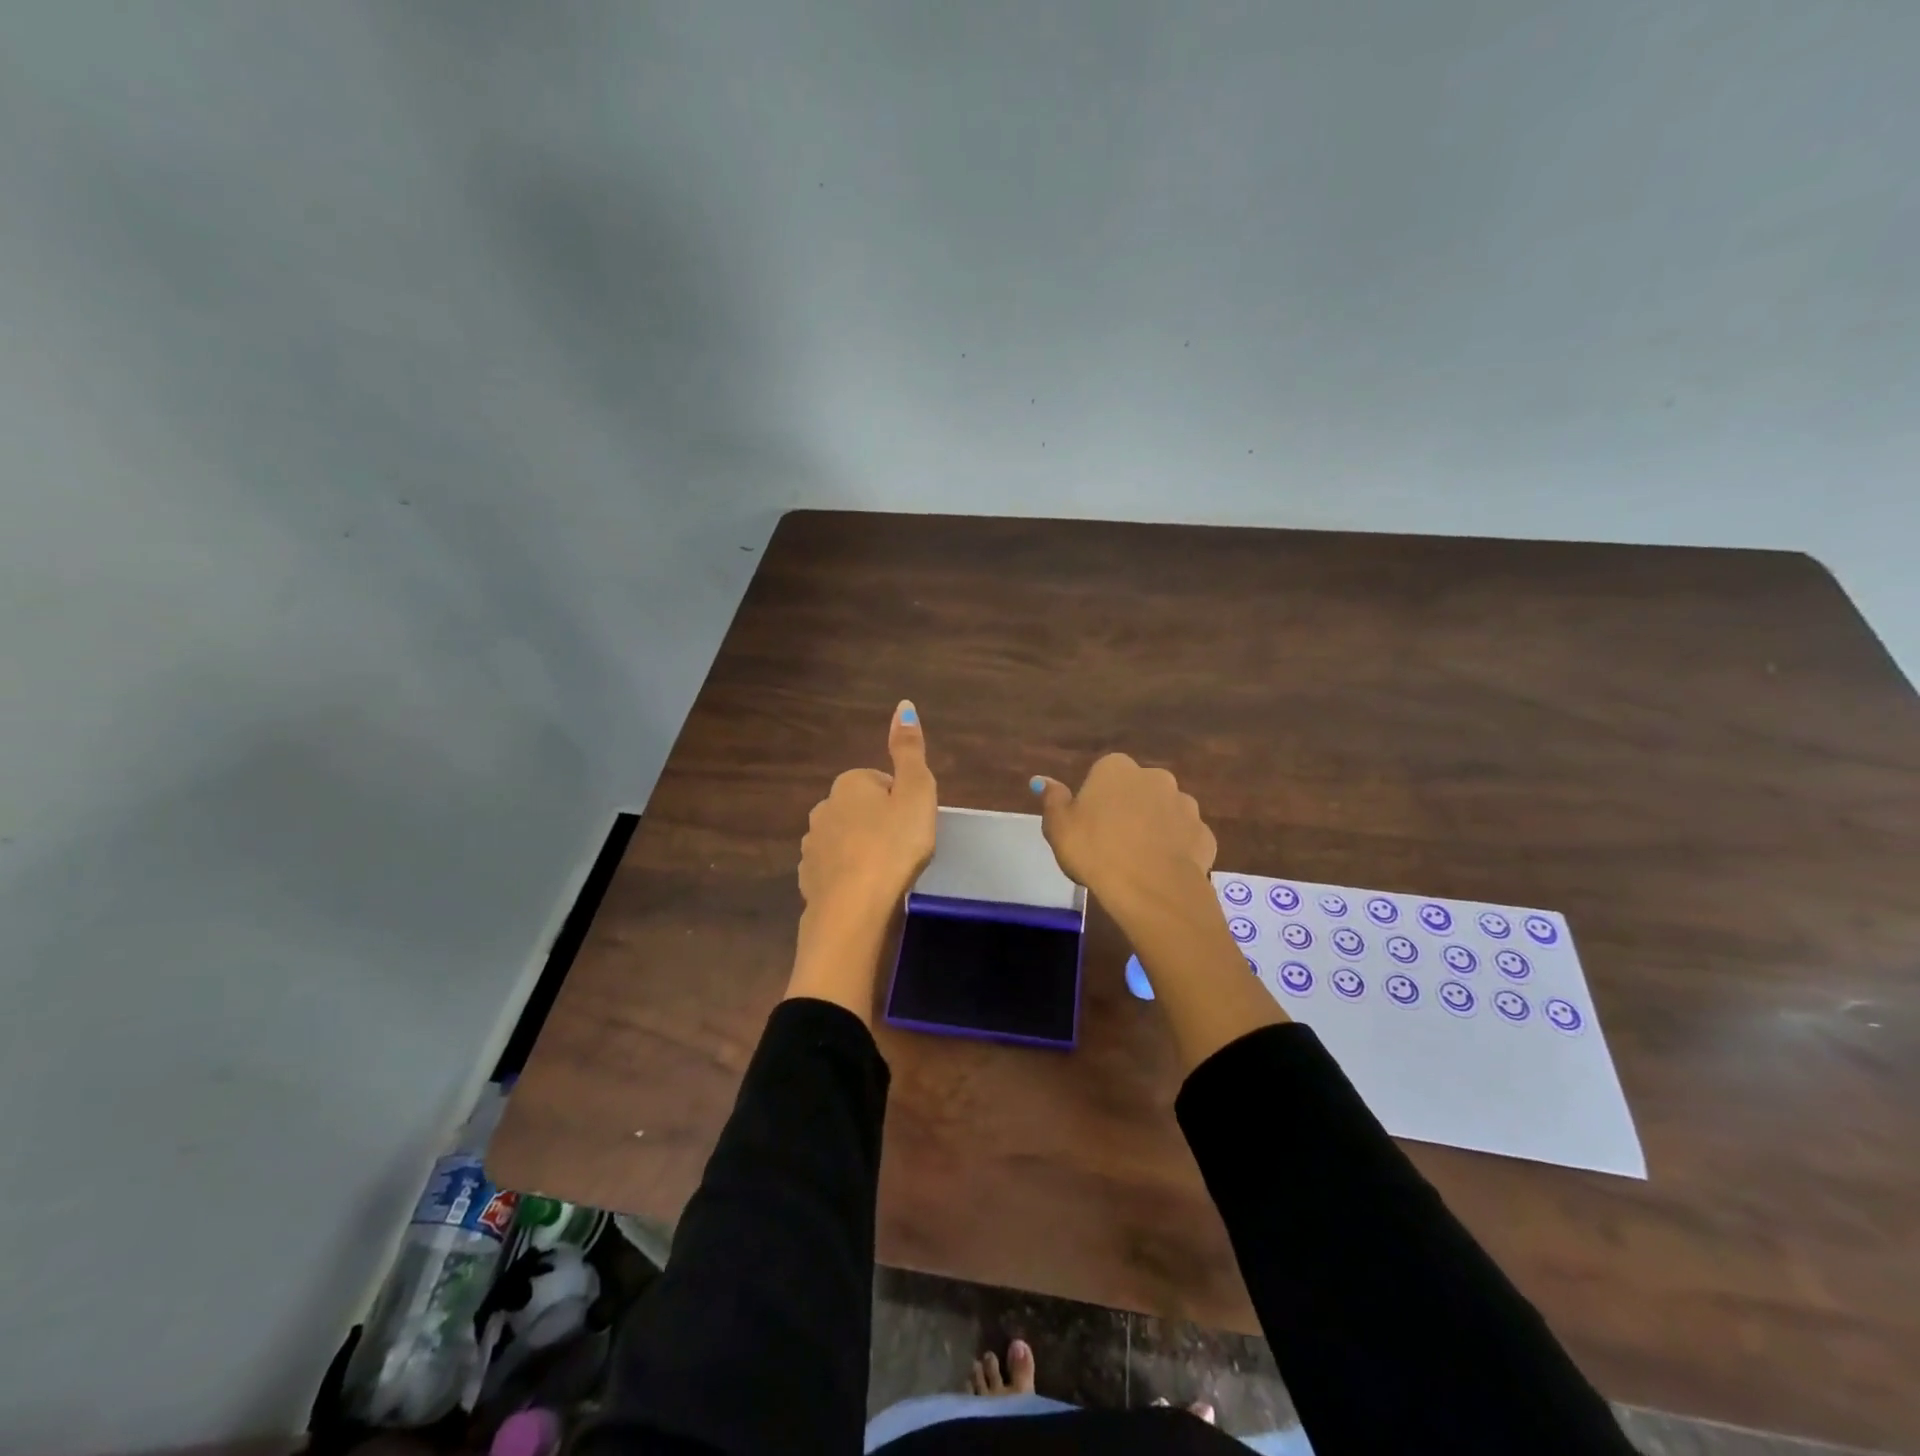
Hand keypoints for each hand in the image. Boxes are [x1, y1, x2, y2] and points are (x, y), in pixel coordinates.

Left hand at [787, 701, 937, 1021]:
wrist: (856, 909)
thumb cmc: (894, 845)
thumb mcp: (916, 792)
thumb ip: (909, 750)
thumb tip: (904, 705)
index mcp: (849, 784)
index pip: (880, 783)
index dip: (901, 802)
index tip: (914, 825)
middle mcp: (823, 808)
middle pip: (859, 810)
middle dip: (879, 824)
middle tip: (904, 849)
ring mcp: (811, 846)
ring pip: (843, 840)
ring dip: (861, 851)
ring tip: (886, 874)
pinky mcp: (808, 880)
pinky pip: (833, 870)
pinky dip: (847, 877)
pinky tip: (865, 893)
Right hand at [1031, 754, 1215, 927]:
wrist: (1151, 889)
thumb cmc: (1095, 851)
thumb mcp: (1058, 826)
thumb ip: (1053, 799)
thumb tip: (1042, 780)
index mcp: (1116, 768)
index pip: (1102, 774)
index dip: (1095, 800)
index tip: (1087, 826)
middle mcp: (1156, 777)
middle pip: (1137, 790)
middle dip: (1128, 809)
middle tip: (1111, 843)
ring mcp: (1185, 804)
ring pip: (1164, 813)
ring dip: (1154, 828)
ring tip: (1138, 861)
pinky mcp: (1204, 834)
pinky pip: (1184, 838)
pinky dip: (1175, 850)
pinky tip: (1161, 871)